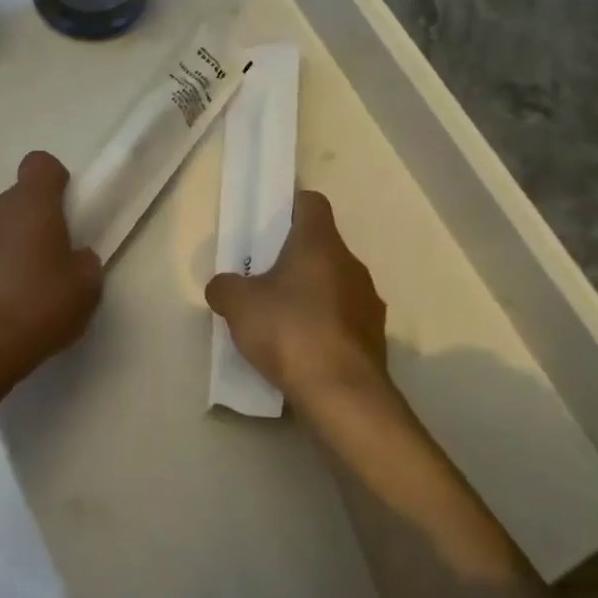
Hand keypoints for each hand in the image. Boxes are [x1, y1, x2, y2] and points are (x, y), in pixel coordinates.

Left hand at [0, 151, 103, 399]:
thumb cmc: (36, 309)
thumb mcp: (85, 289)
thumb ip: (84, 263)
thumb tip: (73, 259)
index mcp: (31, 205)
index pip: (40, 165)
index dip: (53, 181)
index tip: (62, 210)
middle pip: (15, 202)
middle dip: (30, 224)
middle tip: (46, 265)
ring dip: (3, 249)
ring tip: (14, 294)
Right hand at [205, 190, 389, 410]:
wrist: (343, 395)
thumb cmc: (289, 331)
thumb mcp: (238, 304)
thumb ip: (225, 287)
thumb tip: (223, 286)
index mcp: (320, 243)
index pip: (311, 203)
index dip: (290, 207)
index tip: (269, 225)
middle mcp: (351, 264)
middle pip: (322, 246)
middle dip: (294, 258)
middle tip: (264, 277)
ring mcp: (368, 302)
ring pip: (335, 283)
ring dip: (312, 294)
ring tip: (282, 319)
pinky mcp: (375, 338)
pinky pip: (344, 319)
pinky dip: (325, 326)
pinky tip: (303, 349)